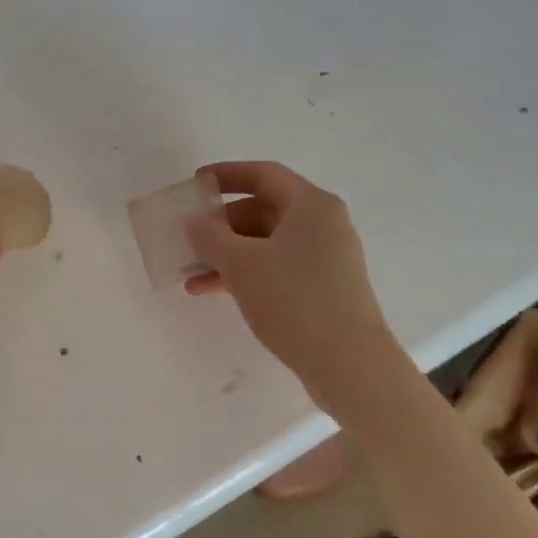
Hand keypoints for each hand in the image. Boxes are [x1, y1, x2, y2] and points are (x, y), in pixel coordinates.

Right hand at [185, 161, 403, 415]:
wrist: (348, 362)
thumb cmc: (294, 301)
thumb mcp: (242, 264)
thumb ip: (211, 236)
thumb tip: (196, 221)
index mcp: (310, 205)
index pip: (263, 174)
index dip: (226, 175)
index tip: (195, 184)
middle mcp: (323, 224)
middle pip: (263, 210)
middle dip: (221, 225)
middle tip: (189, 240)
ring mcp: (326, 258)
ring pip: (267, 244)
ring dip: (228, 255)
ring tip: (191, 276)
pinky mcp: (324, 289)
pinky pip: (277, 269)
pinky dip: (246, 275)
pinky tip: (214, 293)